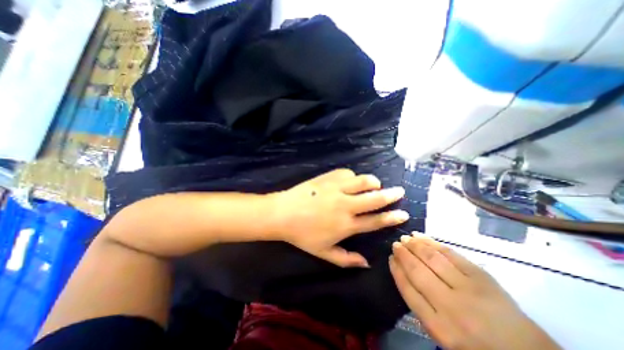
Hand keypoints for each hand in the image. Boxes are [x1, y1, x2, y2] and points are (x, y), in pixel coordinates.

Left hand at [271, 168, 407, 265]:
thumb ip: (346, 259)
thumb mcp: (324, 253)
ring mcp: (336, 189)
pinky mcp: (328, 178)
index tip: (403, 213)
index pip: (375, 221)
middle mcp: (345, 205)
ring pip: (363, 181)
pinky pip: (347, 173)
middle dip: (391, 195)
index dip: (391, 218)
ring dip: (373, 182)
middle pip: (375, 198)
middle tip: (399, 191)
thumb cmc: (302, 235)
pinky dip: (353, 176)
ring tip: (375, 184)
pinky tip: (351, 180)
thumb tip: (367, 263)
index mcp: (346, 225)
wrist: (283, 213)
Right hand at [389, 233, 560, 349]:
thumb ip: (421, 306)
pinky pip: (451, 254)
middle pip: (417, 271)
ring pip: (432, 258)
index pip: (408, 290)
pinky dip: (433, 243)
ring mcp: (468, 289)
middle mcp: (451, 306)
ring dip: (415, 245)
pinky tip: (422, 237)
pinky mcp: (482, 277)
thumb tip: (404, 274)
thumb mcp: (443, 334)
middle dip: (403, 255)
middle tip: (396, 244)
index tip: (390, 258)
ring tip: (406, 238)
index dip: (396, 271)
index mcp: (439, 327)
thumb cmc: (476, 346)